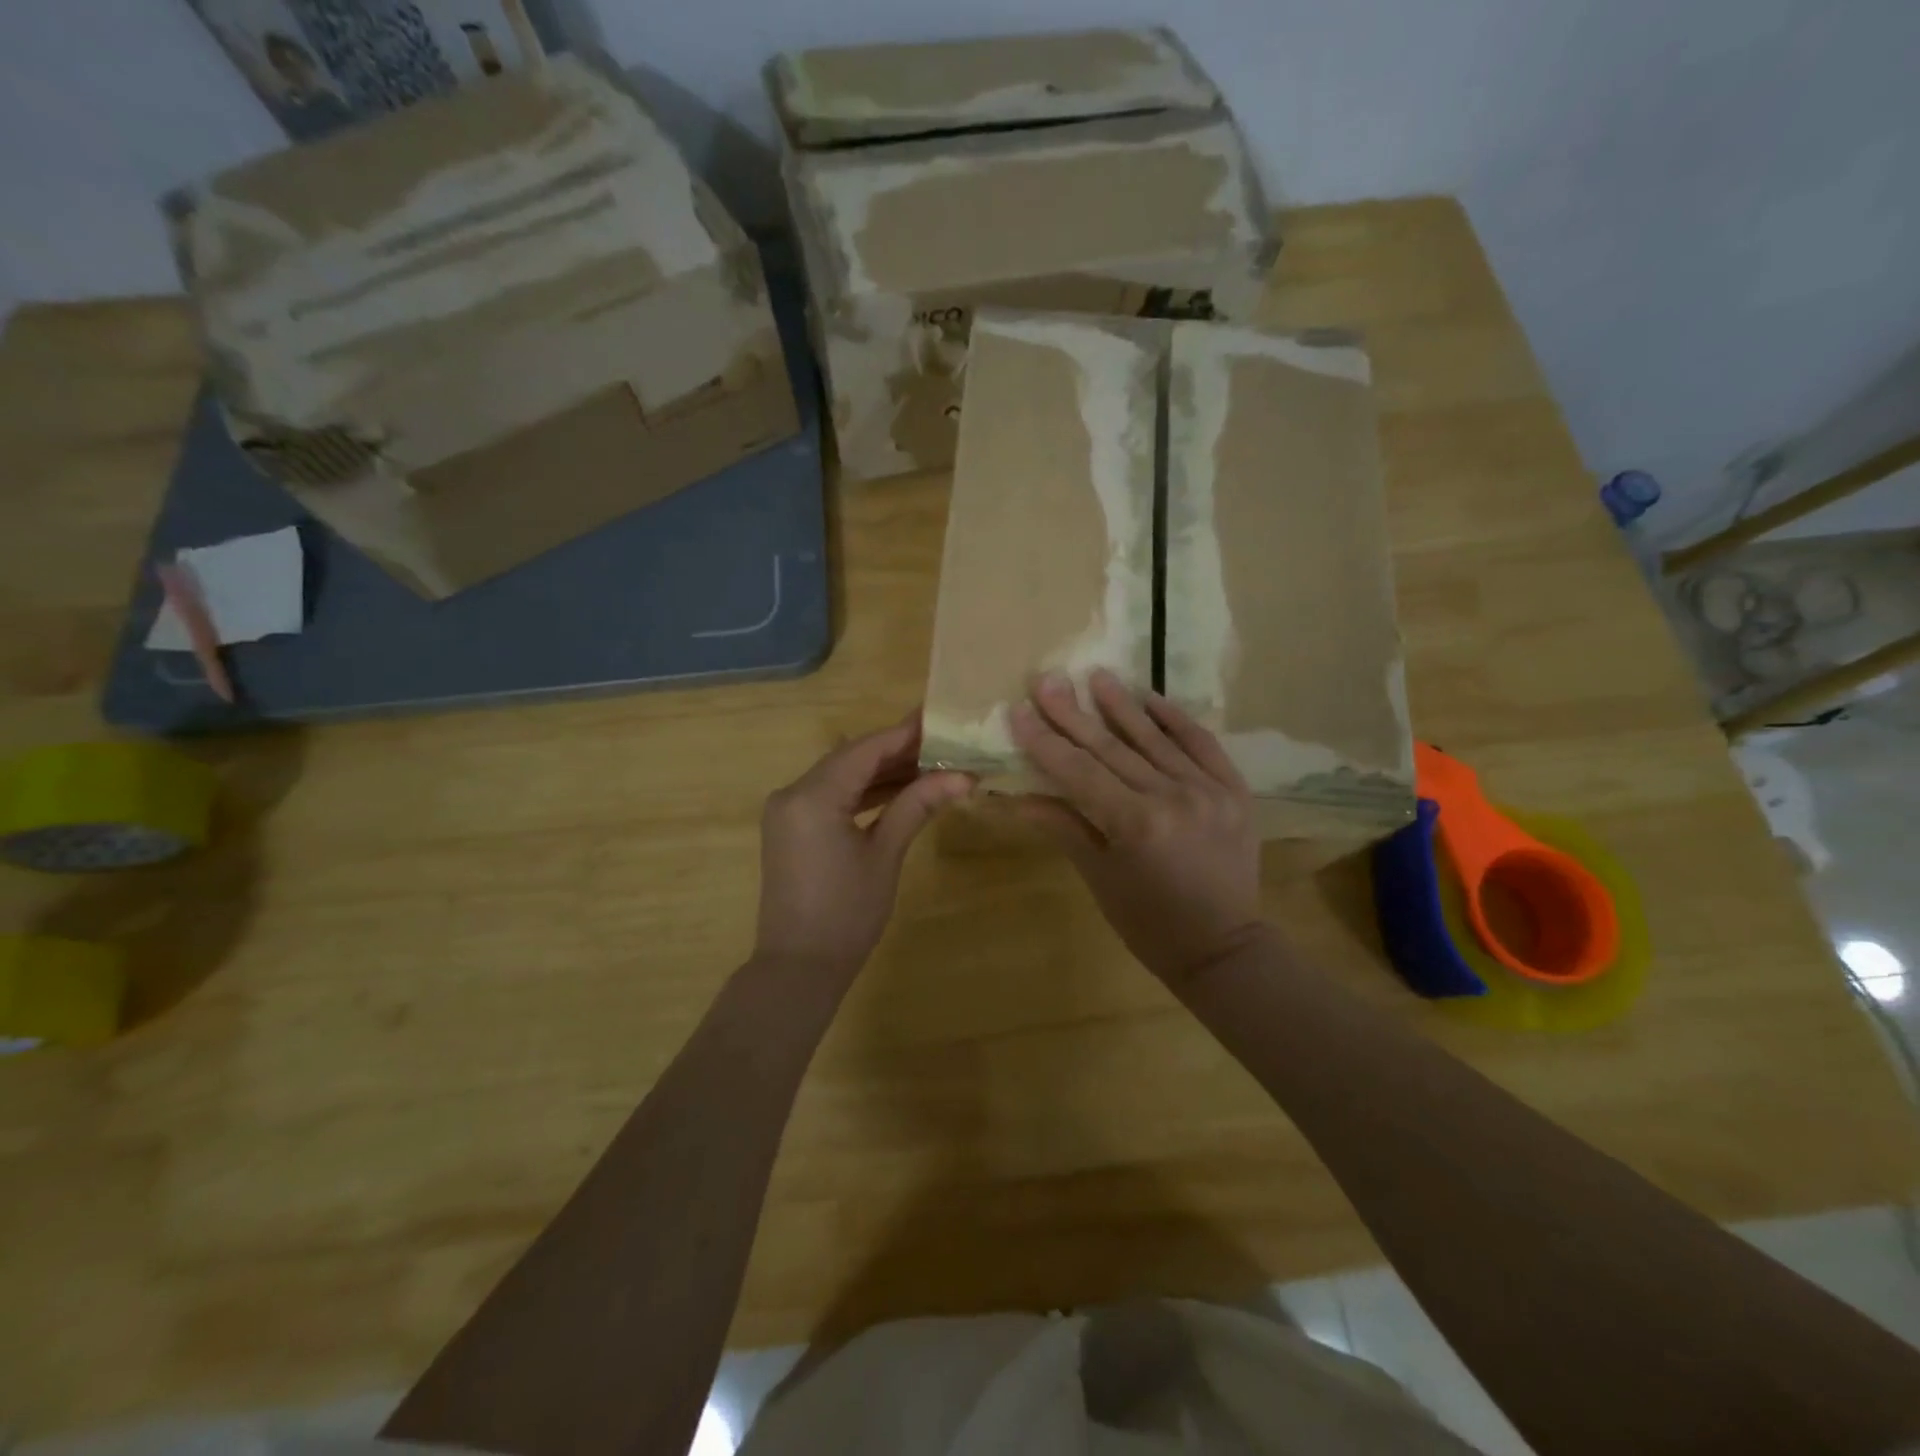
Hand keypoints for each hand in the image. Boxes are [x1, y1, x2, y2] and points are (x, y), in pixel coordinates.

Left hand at [754, 712, 972, 979]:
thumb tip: (963, 776)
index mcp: (813, 796)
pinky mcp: (791, 827)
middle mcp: (792, 793)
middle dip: (896, 751)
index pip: (865, 750)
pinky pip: (830, 796)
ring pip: (840, 776)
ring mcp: (787, 810)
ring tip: (929, 765)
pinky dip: (862, 792)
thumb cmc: (847, 914)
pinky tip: (897, 790)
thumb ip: (917, 805)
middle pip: (851, 758)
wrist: (798, 967)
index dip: (904, 734)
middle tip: (943, 744)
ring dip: (881, 772)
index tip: (940, 719)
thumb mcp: (885, 855)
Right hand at [1011, 670, 1265, 984]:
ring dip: (1122, 705)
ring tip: (1095, 674)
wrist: (1224, 948)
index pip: (1079, 771)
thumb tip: (1019, 795)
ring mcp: (1208, 789)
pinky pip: (1202, 744)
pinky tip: (1151, 697)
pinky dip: (1175, 719)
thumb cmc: (1149, 923)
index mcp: (1135, 824)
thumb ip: (1064, 827)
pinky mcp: (1234, 790)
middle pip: (1112, 747)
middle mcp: (1172, 797)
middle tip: (1047, 679)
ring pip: (1155, 738)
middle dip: (1073, 713)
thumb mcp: (1100, 878)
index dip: (1045, 740)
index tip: (1019, 710)